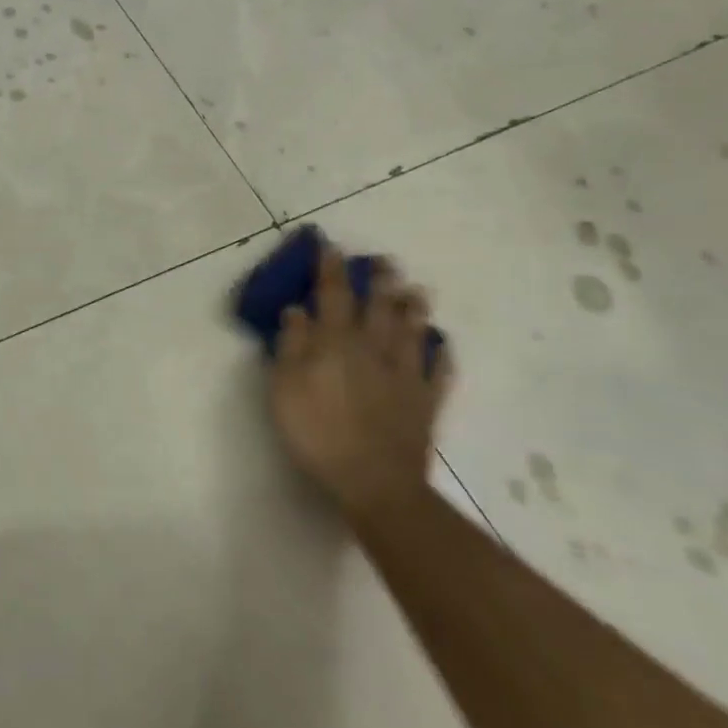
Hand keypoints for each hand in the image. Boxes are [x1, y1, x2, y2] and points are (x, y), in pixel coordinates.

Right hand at [267, 236, 452, 516]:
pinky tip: (442, 345)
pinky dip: (441, 354)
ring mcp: (406, 373)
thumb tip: (297, 310)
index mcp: (336, 342)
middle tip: (385, 262)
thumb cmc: (317, 432)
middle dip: (380, 281)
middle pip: (379, 306)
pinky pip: (439, 369)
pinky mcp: (426, 400)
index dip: (331, 270)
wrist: (374, 480)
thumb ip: (290, 345)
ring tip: (417, 291)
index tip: (332, 247)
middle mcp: (374, 348)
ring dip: (414, 308)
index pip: (333, 295)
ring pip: (413, 331)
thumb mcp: (284, 388)